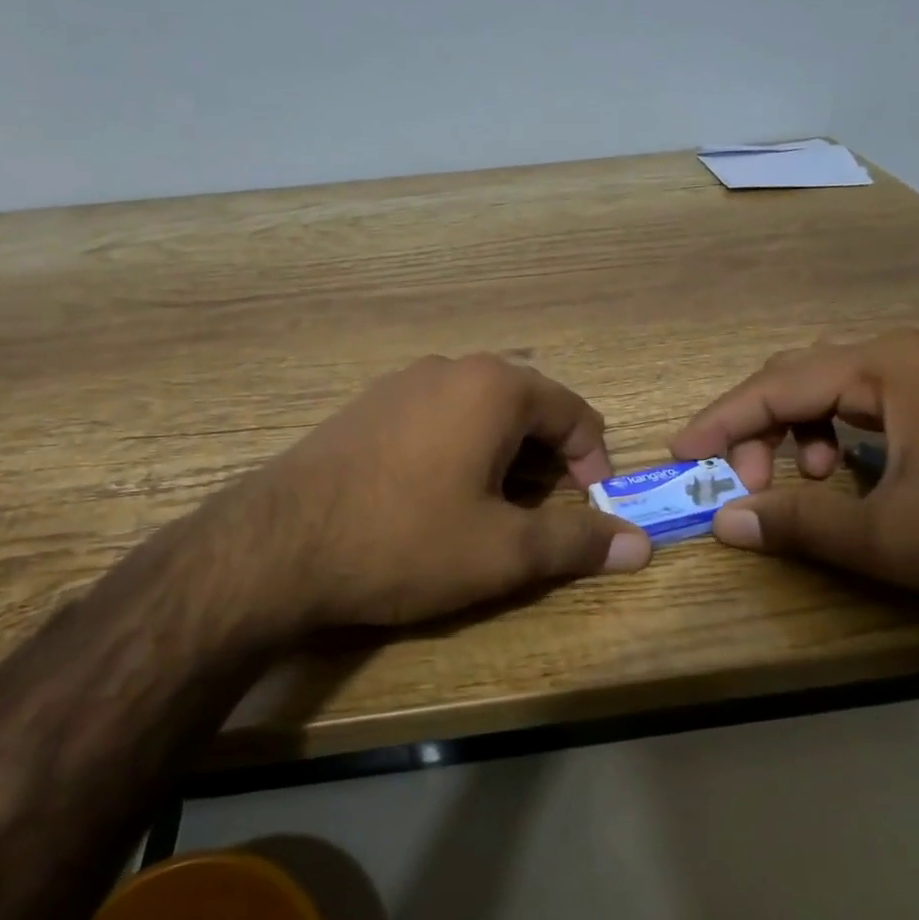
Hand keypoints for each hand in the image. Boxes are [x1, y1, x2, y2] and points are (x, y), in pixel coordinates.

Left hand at [230, 354, 650, 631]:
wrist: (276, 546)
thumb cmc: (405, 540)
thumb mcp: (502, 551)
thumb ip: (576, 541)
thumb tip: (641, 545)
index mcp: (494, 387)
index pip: (574, 412)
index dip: (594, 463)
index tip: (593, 509)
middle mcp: (450, 368)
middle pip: (526, 407)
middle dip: (546, 460)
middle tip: (542, 515)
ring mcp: (401, 382)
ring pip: (478, 412)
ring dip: (502, 455)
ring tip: (492, 509)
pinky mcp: (366, 406)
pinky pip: (436, 418)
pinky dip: (458, 450)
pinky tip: (435, 496)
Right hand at [669, 328, 918, 614]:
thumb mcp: (885, 536)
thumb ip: (796, 523)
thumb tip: (722, 522)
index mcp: (882, 366)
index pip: (775, 386)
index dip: (721, 421)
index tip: (680, 452)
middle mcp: (897, 355)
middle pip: (795, 377)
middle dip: (756, 426)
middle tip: (741, 481)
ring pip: (825, 389)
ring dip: (793, 431)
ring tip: (801, 482)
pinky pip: (858, 404)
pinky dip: (830, 435)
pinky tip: (842, 475)